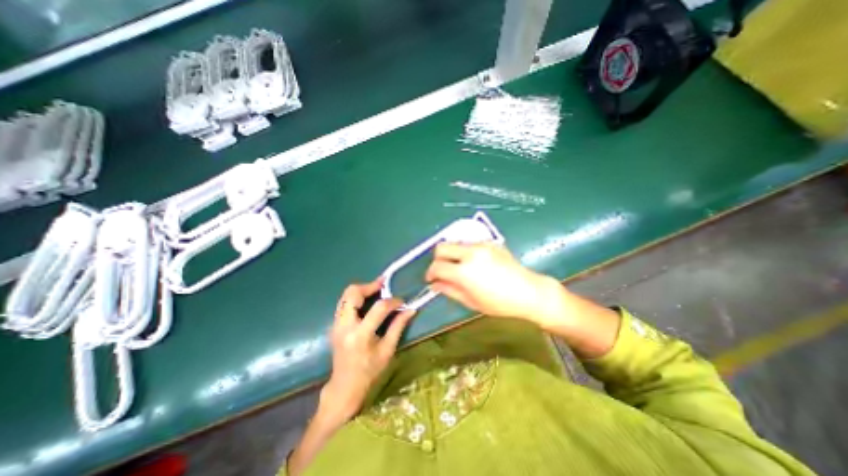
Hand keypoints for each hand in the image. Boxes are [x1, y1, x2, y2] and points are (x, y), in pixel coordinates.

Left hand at [323, 279, 415, 420]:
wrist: (344, 387)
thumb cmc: (369, 372)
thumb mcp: (387, 350)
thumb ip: (398, 326)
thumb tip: (411, 309)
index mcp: (360, 335)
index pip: (378, 308)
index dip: (392, 301)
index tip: (401, 301)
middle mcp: (344, 326)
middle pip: (353, 293)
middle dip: (370, 286)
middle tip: (384, 285)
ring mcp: (336, 324)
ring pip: (346, 295)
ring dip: (362, 289)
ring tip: (377, 290)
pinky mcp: (335, 324)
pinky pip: (344, 302)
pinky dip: (357, 297)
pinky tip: (368, 301)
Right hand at [428, 244, 563, 329]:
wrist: (529, 291)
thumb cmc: (500, 303)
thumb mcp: (471, 302)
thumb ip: (449, 290)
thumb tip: (434, 284)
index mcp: (464, 272)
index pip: (437, 266)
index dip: (430, 273)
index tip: (431, 279)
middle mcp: (470, 253)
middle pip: (441, 247)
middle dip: (437, 259)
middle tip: (443, 271)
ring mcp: (481, 245)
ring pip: (455, 243)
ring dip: (452, 254)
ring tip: (460, 268)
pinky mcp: (490, 242)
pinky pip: (469, 244)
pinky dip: (465, 252)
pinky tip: (475, 264)